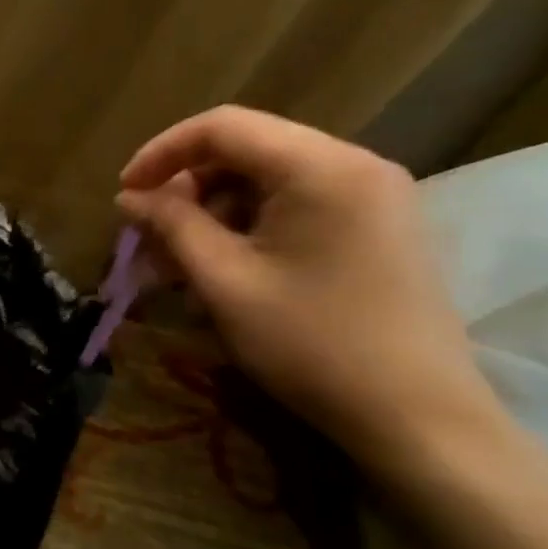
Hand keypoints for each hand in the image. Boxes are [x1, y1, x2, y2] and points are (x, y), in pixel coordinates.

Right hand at [116, 106, 507, 476]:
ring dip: (217, 208)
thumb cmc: (313, 345)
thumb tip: (129, 196)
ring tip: (184, 260)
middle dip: (188, 186)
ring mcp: (376, 195)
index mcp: (321, 167)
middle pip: (247, 148)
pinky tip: (230, 266)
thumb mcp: (225, 282)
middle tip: (151, 234)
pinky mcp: (381, 225)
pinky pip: (300, 202)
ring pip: (270, 176)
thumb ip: (172, 225)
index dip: (161, 153)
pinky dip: (253, 223)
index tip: (125, 194)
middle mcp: (355, 164)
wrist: (422, 421)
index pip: (222, 127)